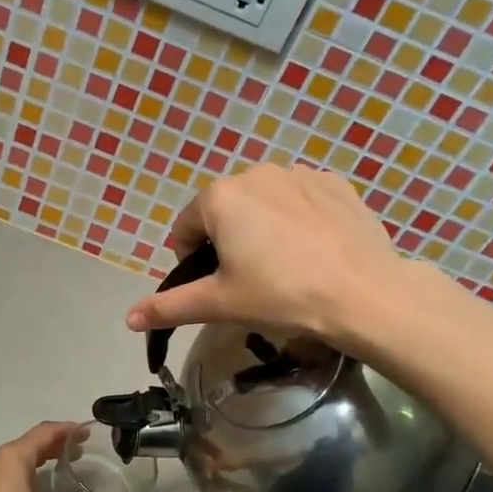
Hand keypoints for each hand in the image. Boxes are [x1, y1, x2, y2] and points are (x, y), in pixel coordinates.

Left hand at [0, 421, 115, 491]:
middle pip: (28, 445)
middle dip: (54, 447)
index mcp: (12, 457)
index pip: (45, 432)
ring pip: (13, 461)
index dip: (67, 430)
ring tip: (54, 472)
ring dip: (35, 463)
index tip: (86, 433)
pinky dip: (20, 478)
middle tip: (77, 453)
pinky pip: (1, 477)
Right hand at [124, 165, 402, 343]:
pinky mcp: (335, 183)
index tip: (215, 288)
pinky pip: (301, 200)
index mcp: (220, 197)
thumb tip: (129, 319)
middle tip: (250, 281)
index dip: (192, 262)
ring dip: (262, 229)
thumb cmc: (281, 295)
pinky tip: (314, 251)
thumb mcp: (220, 303)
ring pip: (264, 203)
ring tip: (286, 267)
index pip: (186, 229)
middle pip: (225, 211)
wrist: (363, 293)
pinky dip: (298, 221)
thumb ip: (170, 307)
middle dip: (228, 242)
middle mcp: (255, 172)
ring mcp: (300, 173)